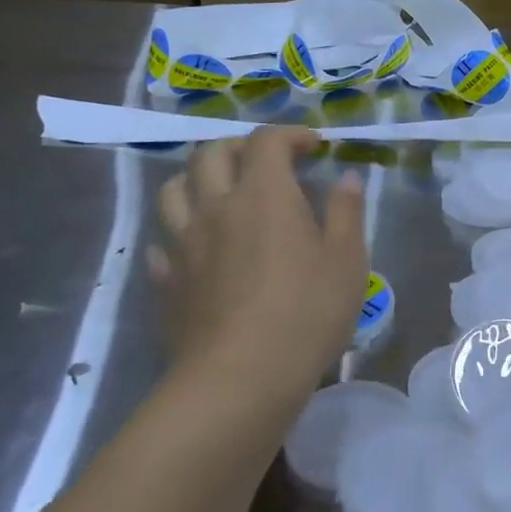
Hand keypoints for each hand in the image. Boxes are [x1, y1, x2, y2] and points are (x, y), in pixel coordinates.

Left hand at [148, 127, 368, 411]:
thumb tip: (346, 177)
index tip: (313, 146)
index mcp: (264, 195)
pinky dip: (180, 234)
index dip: (290, 135)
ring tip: (221, 194)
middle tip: (266, 162)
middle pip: (211, 154)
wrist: (241, 376)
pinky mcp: (167, 281)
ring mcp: (184, 244)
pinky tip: (197, 249)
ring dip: (198, 180)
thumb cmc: (307, 312)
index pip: (267, 142)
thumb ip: (347, 211)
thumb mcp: (348, 259)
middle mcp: (217, 207)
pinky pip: (162, 243)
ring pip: (174, 190)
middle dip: (240, 147)